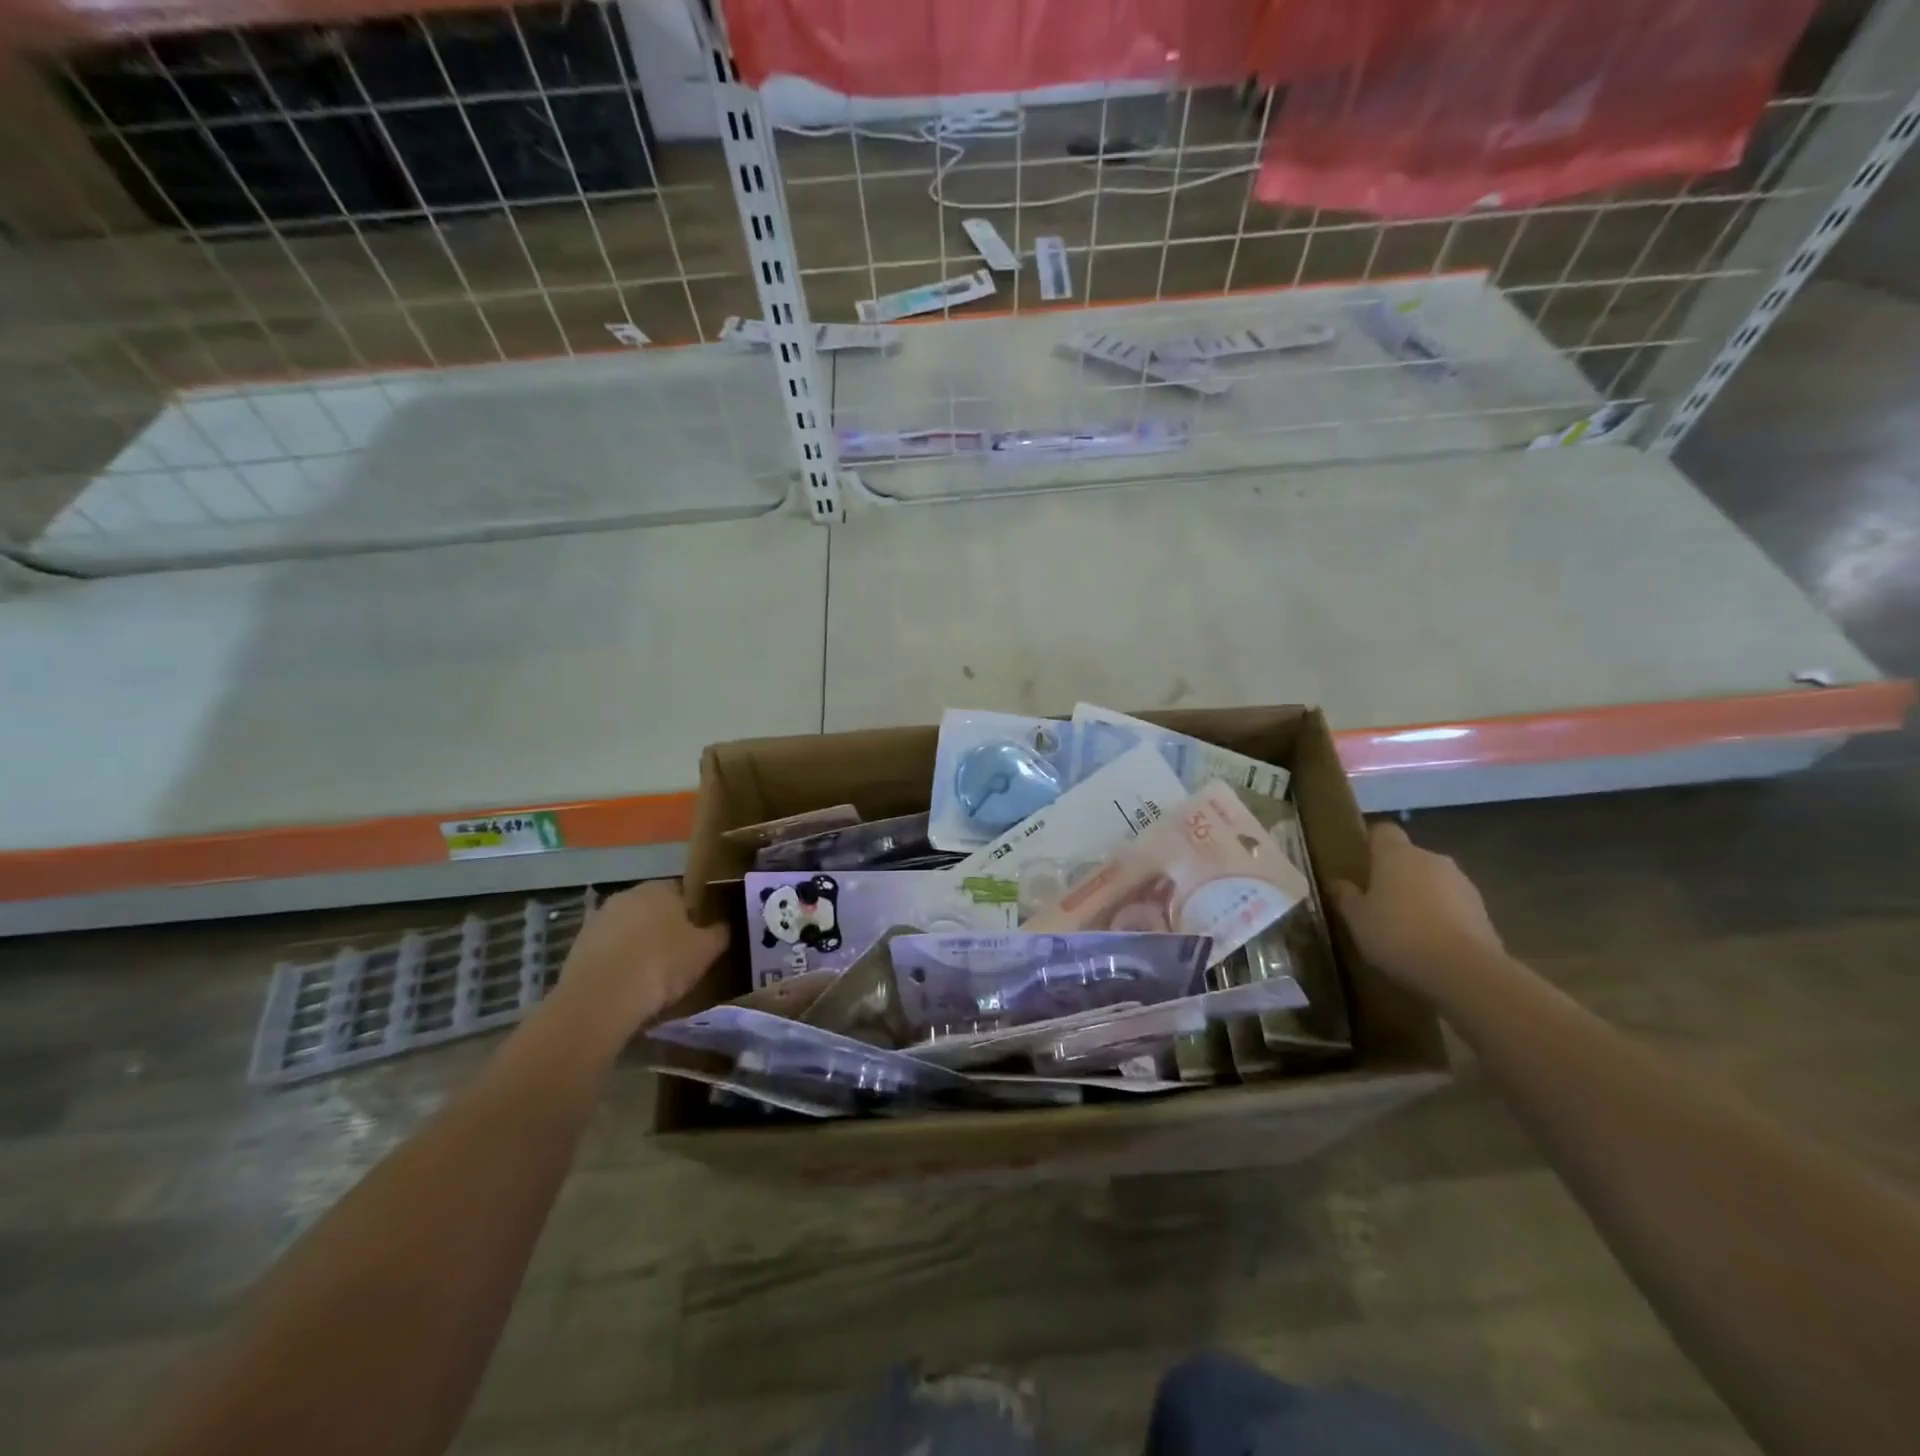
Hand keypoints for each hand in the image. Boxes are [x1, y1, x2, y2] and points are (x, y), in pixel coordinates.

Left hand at [555, 881, 728, 1031]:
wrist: (601, 999)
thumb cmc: (662, 964)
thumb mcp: (706, 950)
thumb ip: (719, 933)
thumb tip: (722, 927)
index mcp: (660, 888)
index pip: (684, 893)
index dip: (694, 915)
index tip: (700, 939)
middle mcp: (627, 895)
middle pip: (654, 910)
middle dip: (664, 930)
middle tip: (679, 959)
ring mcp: (598, 920)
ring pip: (628, 931)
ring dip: (638, 947)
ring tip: (651, 979)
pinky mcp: (577, 947)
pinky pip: (608, 953)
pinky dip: (618, 965)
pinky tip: (627, 988)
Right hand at [1329, 823, 1503, 998]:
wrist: (1465, 971)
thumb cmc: (1398, 934)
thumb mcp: (1356, 919)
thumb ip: (1345, 897)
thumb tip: (1338, 883)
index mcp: (1397, 854)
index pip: (1383, 831)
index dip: (1370, 843)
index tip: (1359, 864)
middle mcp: (1432, 859)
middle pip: (1409, 857)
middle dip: (1395, 874)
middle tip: (1377, 902)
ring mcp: (1462, 883)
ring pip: (1433, 881)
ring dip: (1420, 896)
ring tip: (1406, 928)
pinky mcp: (1483, 911)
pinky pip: (1453, 905)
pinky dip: (1442, 917)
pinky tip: (1430, 944)